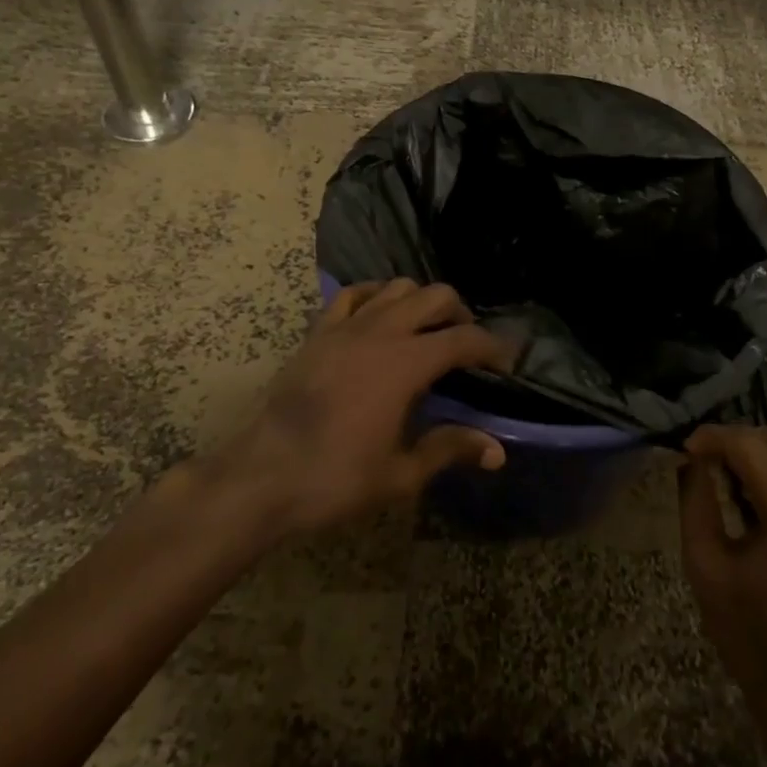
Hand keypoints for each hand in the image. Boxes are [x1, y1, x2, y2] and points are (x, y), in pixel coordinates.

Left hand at [212, 279, 513, 537]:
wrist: (259, 478)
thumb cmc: (333, 479)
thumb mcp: (400, 474)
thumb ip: (449, 450)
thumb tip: (497, 450)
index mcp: (405, 364)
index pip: (463, 340)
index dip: (492, 347)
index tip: (507, 362)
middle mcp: (380, 332)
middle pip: (434, 297)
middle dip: (460, 314)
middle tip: (467, 346)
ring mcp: (345, 327)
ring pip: (396, 287)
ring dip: (420, 302)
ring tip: (426, 330)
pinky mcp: (318, 333)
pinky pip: (352, 295)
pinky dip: (375, 296)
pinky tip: (380, 317)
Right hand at [680, 426, 766, 751]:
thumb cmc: (748, 636)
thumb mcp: (704, 565)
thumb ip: (696, 502)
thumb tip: (691, 459)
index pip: (752, 448)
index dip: (714, 438)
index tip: (685, 446)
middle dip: (740, 438)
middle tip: (705, 455)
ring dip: (766, 448)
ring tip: (730, 467)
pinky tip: (759, 488)